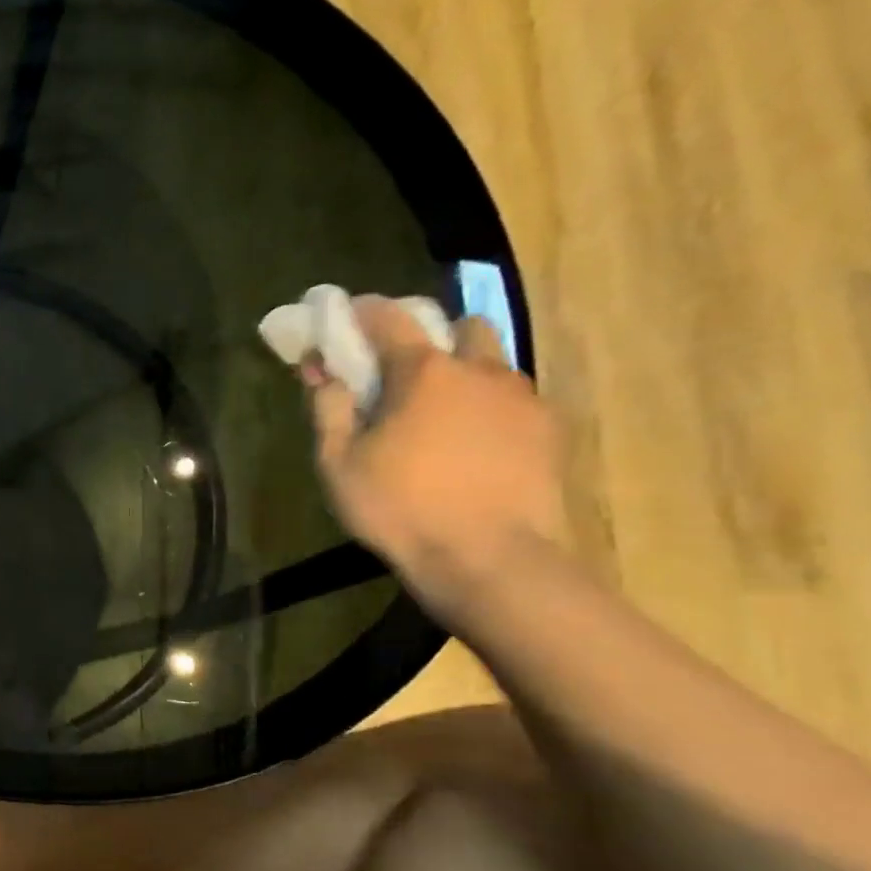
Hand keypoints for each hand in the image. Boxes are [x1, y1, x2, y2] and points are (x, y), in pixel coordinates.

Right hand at [300, 296, 568, 616]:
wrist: (489, 559)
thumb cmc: (400, 509)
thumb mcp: (339, 465)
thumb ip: (328, 410)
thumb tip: (322, 372)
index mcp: (424, 372)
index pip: (389, 318)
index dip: (362, 311)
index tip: (344, 313)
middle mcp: (480, 370)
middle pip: (460, 326)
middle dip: (431, 335)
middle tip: (404, 370)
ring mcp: (522, 398)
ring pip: (494, 362)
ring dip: (465, 371)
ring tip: (442, 412)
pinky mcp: (548, 431)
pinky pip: (514, 400)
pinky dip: (489, 406)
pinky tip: (474, 443)